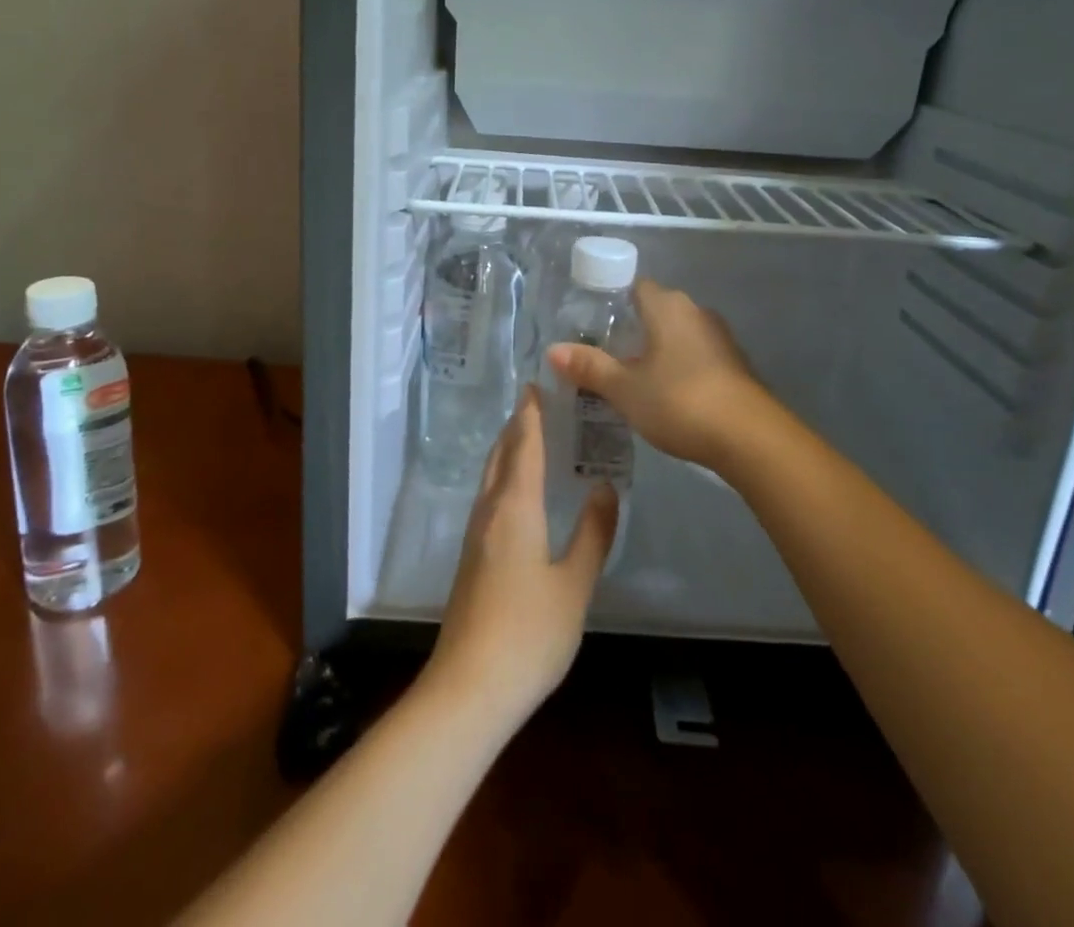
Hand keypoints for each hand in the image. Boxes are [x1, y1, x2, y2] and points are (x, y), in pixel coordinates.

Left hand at [423, 388, 617, 729]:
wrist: (468, 688)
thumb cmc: (529, 633)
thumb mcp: (574, 584)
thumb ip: (593, 534)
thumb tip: (605, 487)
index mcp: (514, 508)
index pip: (523, 447)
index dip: (530, 415)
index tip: (536, 385)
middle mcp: (489, 512)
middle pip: (501, 456)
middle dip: (516, 426)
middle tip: (536, 403)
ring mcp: (475, 537)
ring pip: (491, 477)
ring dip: (507, 450)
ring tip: (528, 437)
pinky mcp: (471, 559)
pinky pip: (488, 498)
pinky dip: (504, 477)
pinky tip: (516, 493)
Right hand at [545, 278, 769, 472]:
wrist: (750, 438)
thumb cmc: (680, 401)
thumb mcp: (625, 388)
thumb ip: (590, 367)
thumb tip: (553, 350)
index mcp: (668, 307)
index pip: (636, 287)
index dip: (613, 301)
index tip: (591, 323)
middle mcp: (696, 312)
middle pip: (656, 311)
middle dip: (632, 329)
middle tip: (604, 354)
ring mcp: (720, 338)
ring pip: (677, 335)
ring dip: (657, 350)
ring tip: (629, 377)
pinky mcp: (734, 365)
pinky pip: (696, 356)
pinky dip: (678, 367)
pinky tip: (665, 394)